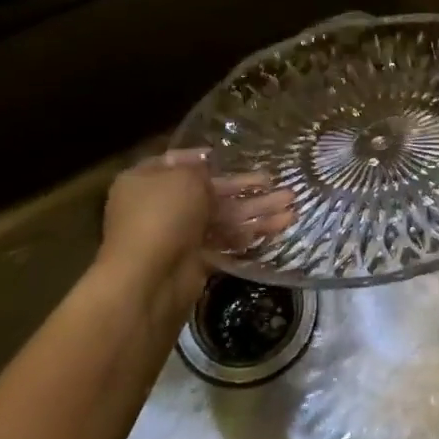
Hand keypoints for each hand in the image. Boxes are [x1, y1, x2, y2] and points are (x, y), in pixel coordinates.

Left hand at [96, 151, 293, 329]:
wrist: (149, 280)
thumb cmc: (162, 216)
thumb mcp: (183, 178)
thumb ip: (200, 170)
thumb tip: (206, 169)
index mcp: (146, 181)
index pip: (176, 163)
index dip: (203, 159)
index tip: (230, 158)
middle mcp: (159, 206)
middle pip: (208, 192)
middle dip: (244, 188)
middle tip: (275, 182)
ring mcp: (177, 236)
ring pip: (222, 218)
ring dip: (256, 211)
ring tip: (292, 208)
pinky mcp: (194, 262)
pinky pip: (224, 242)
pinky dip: (248, 235)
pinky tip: (277, 228)